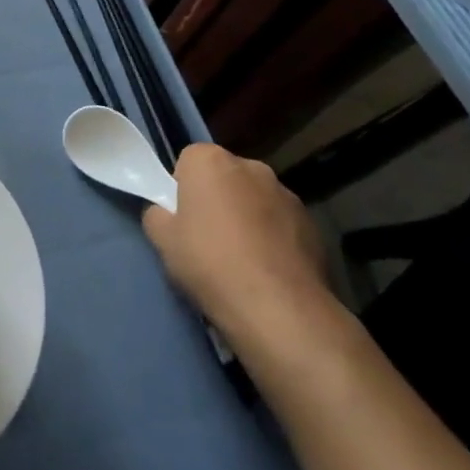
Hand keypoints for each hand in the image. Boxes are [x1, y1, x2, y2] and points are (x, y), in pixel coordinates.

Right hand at [141, 143, 336, 358]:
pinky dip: (274, 237)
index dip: (182, 188)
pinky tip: (268, 270)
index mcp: (210, 160)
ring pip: (255, 199)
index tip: (182, 217)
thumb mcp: (162, 240)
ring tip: (242, 259)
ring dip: (248, 217)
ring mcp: (286, 194)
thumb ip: (157, 215)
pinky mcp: (312, 224)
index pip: (188, 161)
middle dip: (217, 198)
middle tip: (208, 237)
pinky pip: (281, 223)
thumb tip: (166, 213)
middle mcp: (251, 167)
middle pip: (224, 177)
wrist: (278, 308)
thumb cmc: (210, 263)